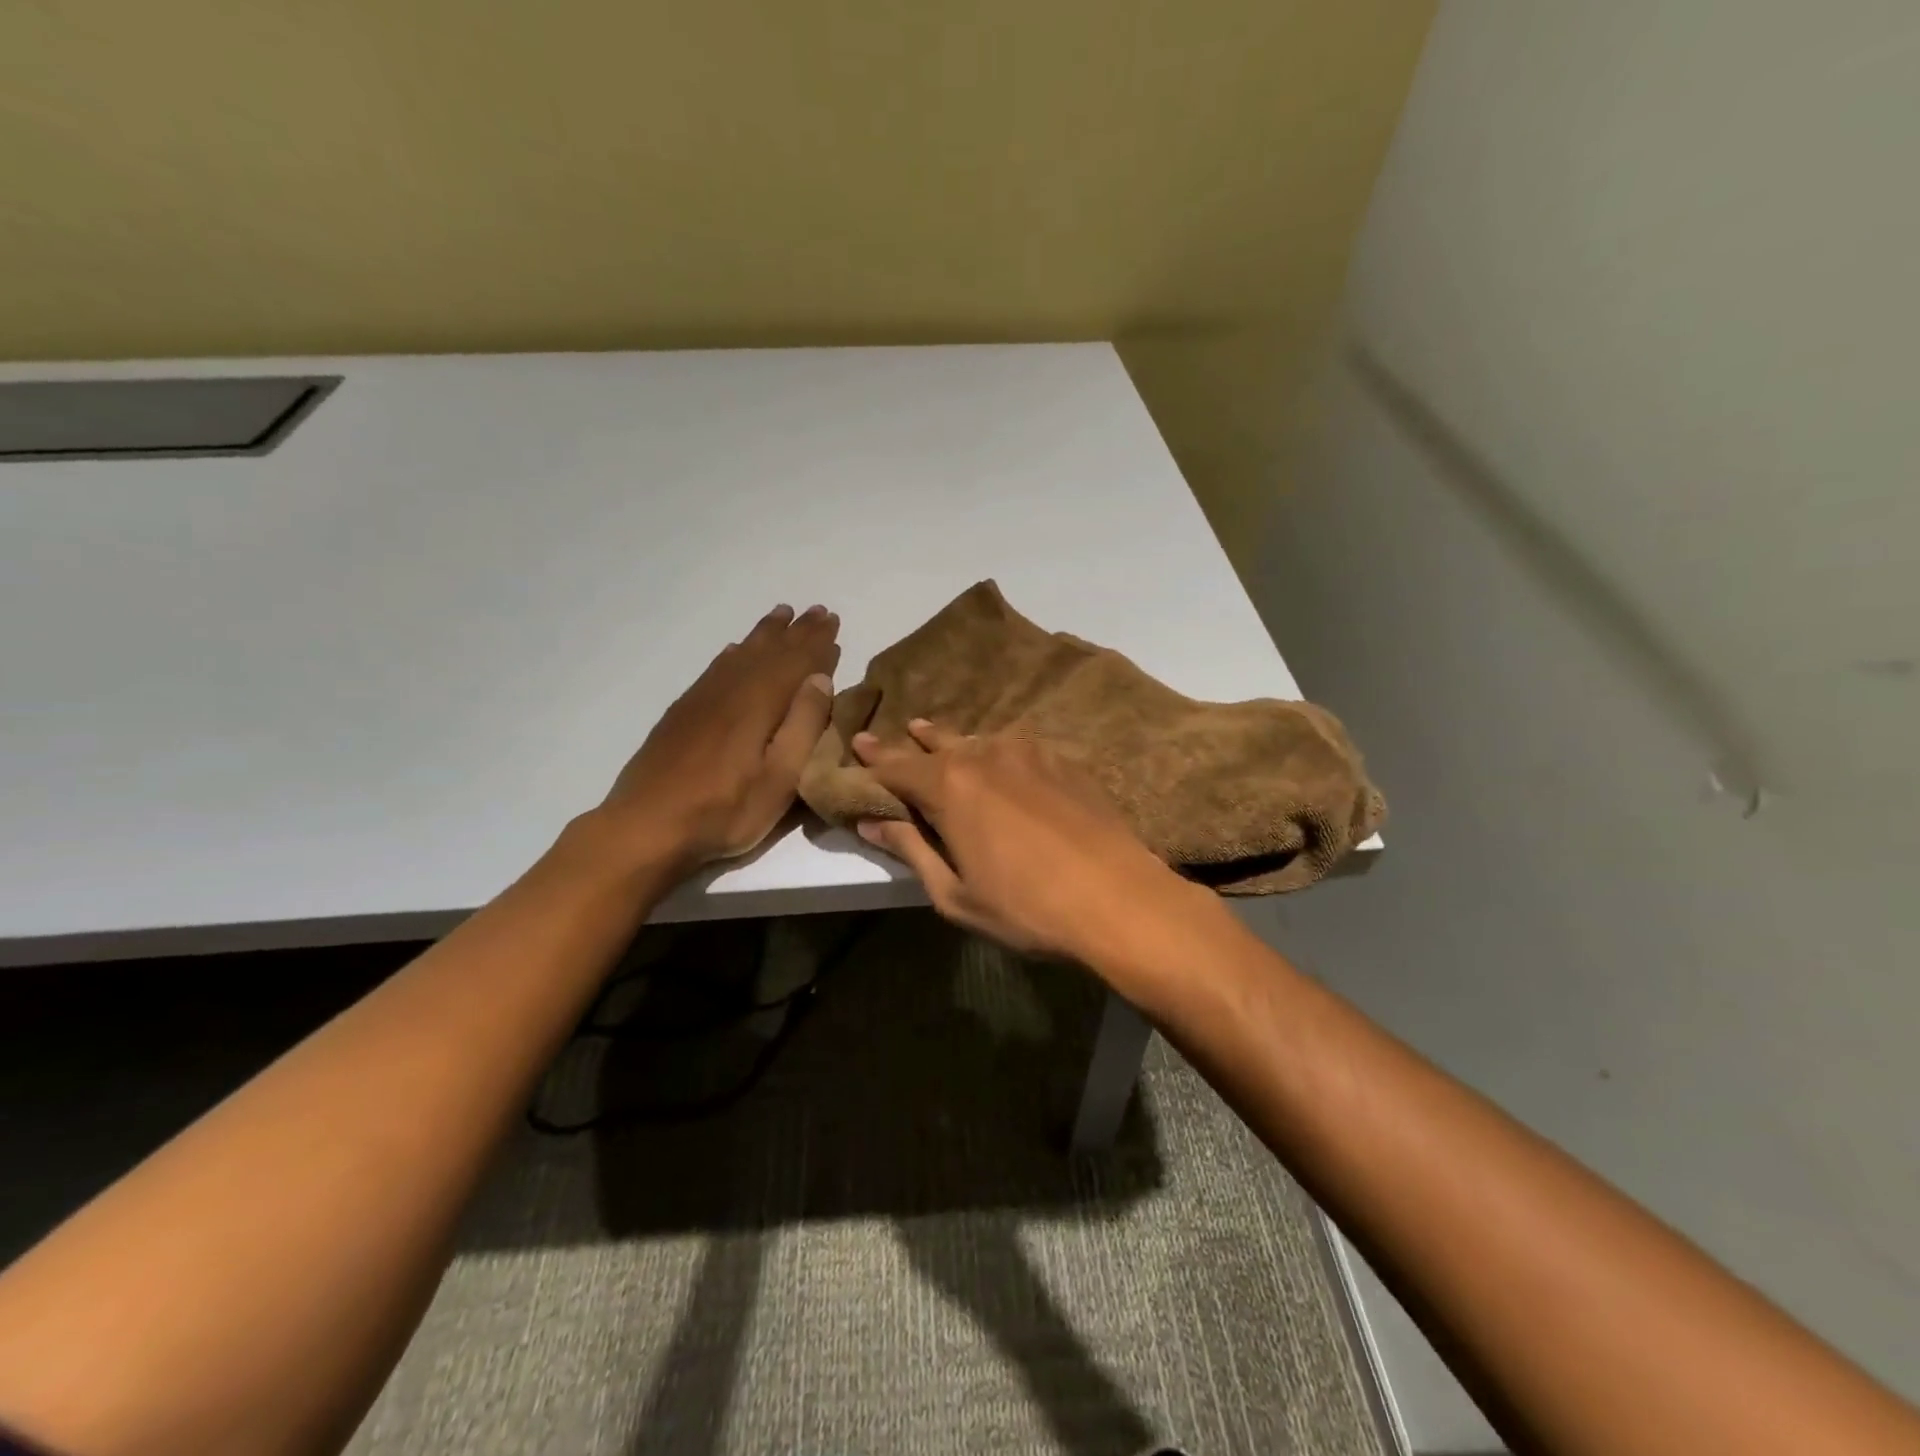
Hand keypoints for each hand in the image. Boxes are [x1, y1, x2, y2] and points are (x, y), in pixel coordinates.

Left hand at [597, 603, 840, 875]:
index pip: (796, 662)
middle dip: (796, 631)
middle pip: (769, 651)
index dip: (817, 642)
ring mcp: (702, 699)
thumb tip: (820, 679)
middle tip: (816, 610)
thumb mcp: (780, 779)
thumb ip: (803, 726)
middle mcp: (731, 690)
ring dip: (765, 634)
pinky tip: (735, 650)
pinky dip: (733, 653)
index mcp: (759, 703)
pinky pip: (715, 668)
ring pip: (740, 654)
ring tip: (781, 615)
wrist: (646, 825)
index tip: (833, 620)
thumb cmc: (725, 810)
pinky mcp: (683, 712)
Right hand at [850, 719, 1204, 966]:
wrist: (1118, 898)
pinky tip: (999, 758)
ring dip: (954, 740)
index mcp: (950, 787)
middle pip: (938, 744)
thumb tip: (873, 823)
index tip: (857, 742)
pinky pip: (1017, 747)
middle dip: (913, 741)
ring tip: (937, 734)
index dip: (874, 757)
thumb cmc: (1026, 907)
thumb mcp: (955, 894)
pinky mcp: (1063, 762)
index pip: (898, 765)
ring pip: (979, 740)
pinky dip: (996, 750)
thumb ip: (911, 850)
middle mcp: (985, 756)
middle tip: (897, 733)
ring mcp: (1029, 754)